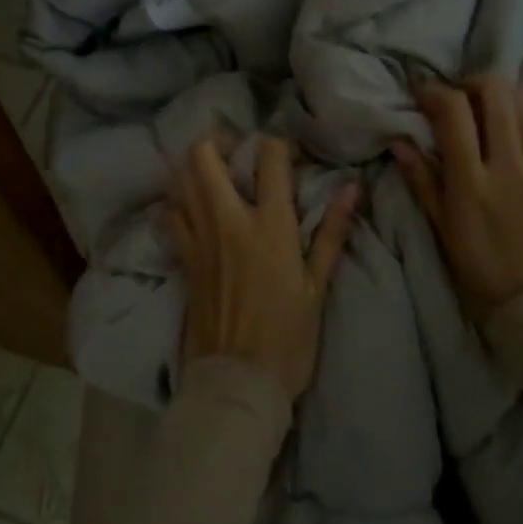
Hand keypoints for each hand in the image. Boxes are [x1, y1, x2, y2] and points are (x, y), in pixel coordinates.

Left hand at [169, 135, 357, 401]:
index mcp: (269, 226)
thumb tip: (352, 189)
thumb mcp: (317, 288)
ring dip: (193, 167)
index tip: (286, 151)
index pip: (269, 159)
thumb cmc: (287, 339)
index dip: (278, 143)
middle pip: (204, 157)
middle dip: (217, 140)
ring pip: (180, 181)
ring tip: (213, 172)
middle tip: (235, 148)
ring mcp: (198, 240)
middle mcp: (227, 222)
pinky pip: (171, 216)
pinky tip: (191, 209)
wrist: (237, 383)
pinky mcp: (182, 261)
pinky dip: (178, 202)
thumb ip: (331, 233)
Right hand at [393, 77, 522, 319]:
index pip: (453, 112)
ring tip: (491, 110)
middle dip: (471, 84)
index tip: (422, 93)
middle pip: (495, 93)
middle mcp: (510, 165)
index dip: (434, 92)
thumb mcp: (442, 231)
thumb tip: (400, 142)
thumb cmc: (482, 272)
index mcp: (472, 182)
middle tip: (459, 98)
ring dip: (504, 95)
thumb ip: (422, 182)